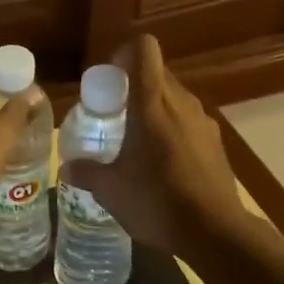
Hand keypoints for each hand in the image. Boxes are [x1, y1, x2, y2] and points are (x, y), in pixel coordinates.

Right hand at [61, 35, 249, 259]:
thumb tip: (67, 167)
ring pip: (175, 97)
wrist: (215, 233)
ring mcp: (203, 122)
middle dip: (134, 84)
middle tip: (113, 112)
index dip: (125, 53)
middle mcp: (181, 103)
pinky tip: (163, 162)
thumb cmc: (157, 202)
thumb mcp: (111, 190)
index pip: (144, 50)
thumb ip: (87, 172)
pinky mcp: (216, 142)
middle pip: (158, 73)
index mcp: (152, 104)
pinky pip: (189, 121)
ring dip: (155, 107)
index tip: (109, 78)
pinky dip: (173, 129)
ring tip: (137, 139)